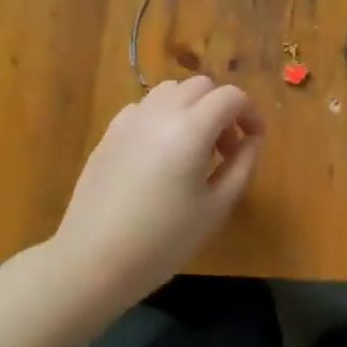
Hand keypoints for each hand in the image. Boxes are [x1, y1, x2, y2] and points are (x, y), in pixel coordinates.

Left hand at [49, 77, 265, 319]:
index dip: (250, 114)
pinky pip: (145, 107)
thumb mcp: (216, 208)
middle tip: (224, 149)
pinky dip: (163, 116)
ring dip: (192, 107)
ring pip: (171, 90)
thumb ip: (242, 166)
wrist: (92, 261)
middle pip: (201, 86)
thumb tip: (252, 140)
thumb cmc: (163, 240)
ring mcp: (131, 119)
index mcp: (191, 128)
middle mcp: (161, 111)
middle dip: (221, 108)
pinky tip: (160, 154)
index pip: (231, 97)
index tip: (254, 141)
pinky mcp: (110, 132)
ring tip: (193, 148)